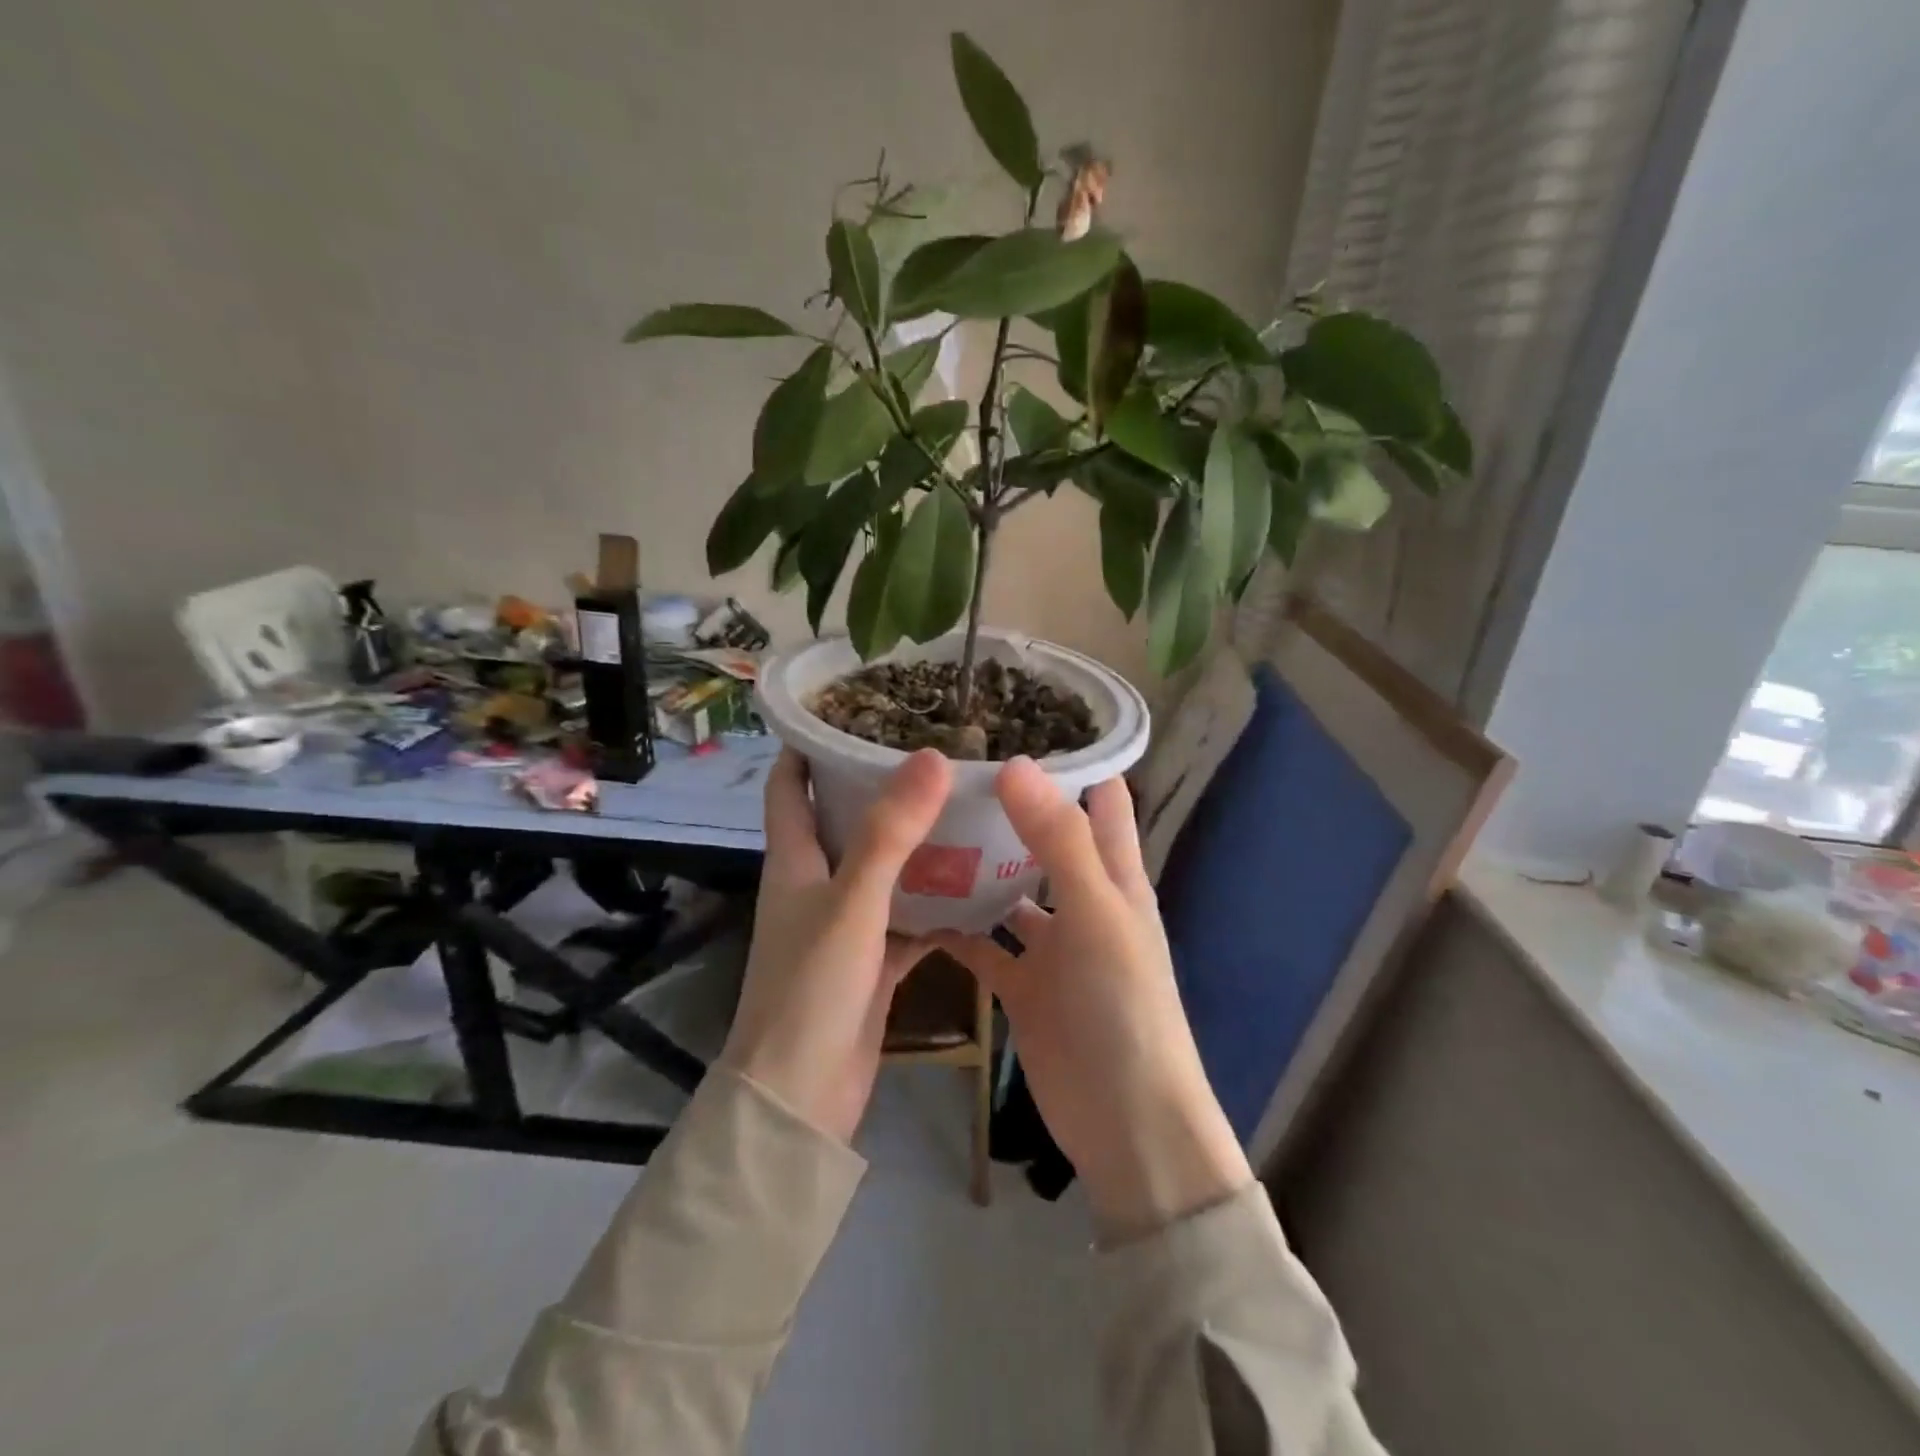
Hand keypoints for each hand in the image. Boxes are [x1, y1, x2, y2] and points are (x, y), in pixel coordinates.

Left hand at [721, 747, 950, 1142]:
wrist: (801, 1098)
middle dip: (880, 786)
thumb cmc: (812, 988)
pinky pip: (908, 916)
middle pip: (844, 819)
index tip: (852, 711)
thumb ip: (890, 833)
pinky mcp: (872, 960)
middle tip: (935, 753)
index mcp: (794, 860)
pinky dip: (937, 901)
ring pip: (883, 868)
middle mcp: (815, 883)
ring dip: (916, 843)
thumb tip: (931, 757)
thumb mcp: (852, 902)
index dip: (809, 746)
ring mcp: (845, 923)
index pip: (789, 785)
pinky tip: (979, 884)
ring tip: (967, 805)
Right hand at [936, 758, 1250, 1239]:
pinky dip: (955, 927)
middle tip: (946, 769)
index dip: (1070, 761)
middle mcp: (1083, 902)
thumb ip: (1057, 841)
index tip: (1015, 723)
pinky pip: (983, 945)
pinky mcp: (1022, 986)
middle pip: (1045, 839)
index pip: (1100, 800)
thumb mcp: (1097, 915)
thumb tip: (1015, 764)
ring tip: (919, 825)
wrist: (1125, 1124)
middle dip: (1007, 806)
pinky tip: (911, 904)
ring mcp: (1052, 946)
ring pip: (1008, 891)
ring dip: (975, 866)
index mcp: (1115, 877)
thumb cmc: (1123, 1008)